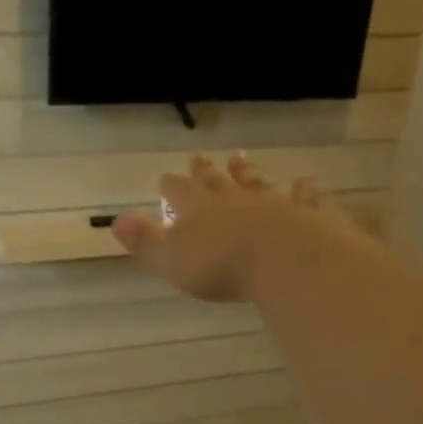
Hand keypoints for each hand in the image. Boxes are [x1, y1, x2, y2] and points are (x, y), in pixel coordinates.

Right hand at [112, 153, 333, 302]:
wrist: (281, 259)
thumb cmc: (219, 265)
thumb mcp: (170, 259)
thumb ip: (145, 240)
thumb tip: (117, 220)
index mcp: (197, 210)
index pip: (179, 192)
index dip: (171, 186)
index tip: (164, 177)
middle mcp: (232, 199)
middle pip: (215, 181)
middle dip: (204, 172)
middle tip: (198, 158)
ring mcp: (271, 203)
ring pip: (254, 182)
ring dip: (246, 172)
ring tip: (240, 159)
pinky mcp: (304, 214)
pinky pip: (302, 198)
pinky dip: (303, 191)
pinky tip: (305, 183)